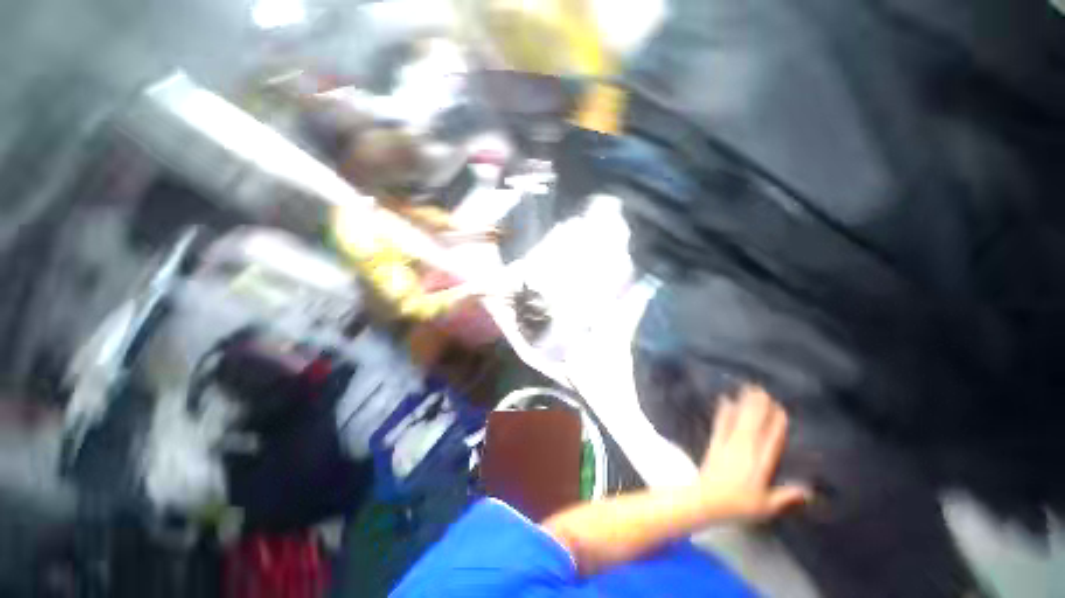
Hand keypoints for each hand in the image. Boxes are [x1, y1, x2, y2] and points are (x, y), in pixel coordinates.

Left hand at [697, 386, 810, 519]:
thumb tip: (810, 490)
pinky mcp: (715, 442)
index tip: (781, 408)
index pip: (772, 439)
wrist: (707, 499)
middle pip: (755, 423)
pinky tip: (725, 400)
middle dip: (759, 406)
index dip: (777, 423)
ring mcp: (728, 443)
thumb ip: (787, 496)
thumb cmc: (739, 505)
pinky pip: (721, 423)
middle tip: (763, 389)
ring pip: (739, 419)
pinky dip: (724, 411)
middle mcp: (745, 449)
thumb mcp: (767, 506)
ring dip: (744, 403)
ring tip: (749, 389)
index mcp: (761, 463)